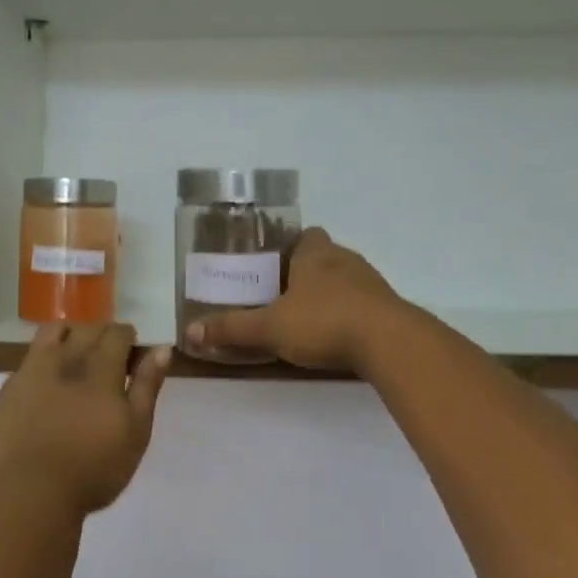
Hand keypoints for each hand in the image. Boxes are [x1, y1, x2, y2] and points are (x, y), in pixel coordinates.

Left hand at [0, 323, 170, 517]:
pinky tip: (47, 387)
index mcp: (100, 365)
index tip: (133, 356)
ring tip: (76, 358)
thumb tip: (162, 348)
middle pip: (87, 328)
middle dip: (102, 334)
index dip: (128, 338)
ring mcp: (31, 371)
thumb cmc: (94, 466)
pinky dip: (43, 362)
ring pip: (52, 333)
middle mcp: (65, 357)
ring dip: (70, 336)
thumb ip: (147, 385)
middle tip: (109, 358)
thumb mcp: (136, 430)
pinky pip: (28, 360)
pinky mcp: (7, 390)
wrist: (29, 494)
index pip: (117, 332)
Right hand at [183, 228, 408, 373]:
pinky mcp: (388, 307)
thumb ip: (232, 329)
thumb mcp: (270, 327)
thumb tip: (189, 332)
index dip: (291, 246)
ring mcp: (371, 282)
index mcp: (315, 253)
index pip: (305, 235)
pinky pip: (364, 303)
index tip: (275, 265)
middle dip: (307, 272)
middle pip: (324, 256)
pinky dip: (351, 314)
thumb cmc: (324, 322)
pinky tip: (338, 336)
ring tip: (309, 319)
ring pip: (346, 279)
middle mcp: (344, 259)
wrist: (389, 342)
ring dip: (330, 293)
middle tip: (284, 296)